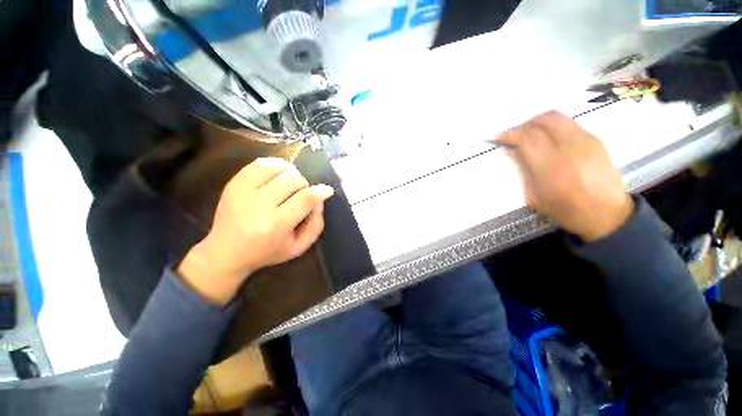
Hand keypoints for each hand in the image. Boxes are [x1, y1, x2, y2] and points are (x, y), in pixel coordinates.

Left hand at [178, 158, 333, 305]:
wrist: (225, 252)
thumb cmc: (267, 252)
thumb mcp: (298, 248)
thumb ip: (315, 225)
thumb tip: (320, 200)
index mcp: (276, 225)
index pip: (304, 199)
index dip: (320, 192)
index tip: (327, 190)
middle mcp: (259, 206)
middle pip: (293, 180)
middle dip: (305, 185)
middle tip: (302, 194)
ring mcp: (243, 192)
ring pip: (278, 168)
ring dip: (292, 174)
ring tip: (291, 184)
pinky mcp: (234, 183)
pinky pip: (261, 164)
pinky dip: (276, 166)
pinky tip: (278, 175)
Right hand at [500, 111, 633, 241]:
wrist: (607, 215)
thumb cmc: (566, 210)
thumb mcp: (536, 196)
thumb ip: (524, 169)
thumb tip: (512, 150)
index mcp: (551, 167)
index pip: (527, 138)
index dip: (511, 134)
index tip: (500, 137)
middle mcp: (570, 149)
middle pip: (545, 120)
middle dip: (526, 124)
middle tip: (516, 134)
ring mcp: (586, 142)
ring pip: (559, 118)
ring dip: (540, 122)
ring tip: (531, 134)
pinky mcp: (596, 140)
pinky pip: (570, 124)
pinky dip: (554, 128)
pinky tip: (550, 140)